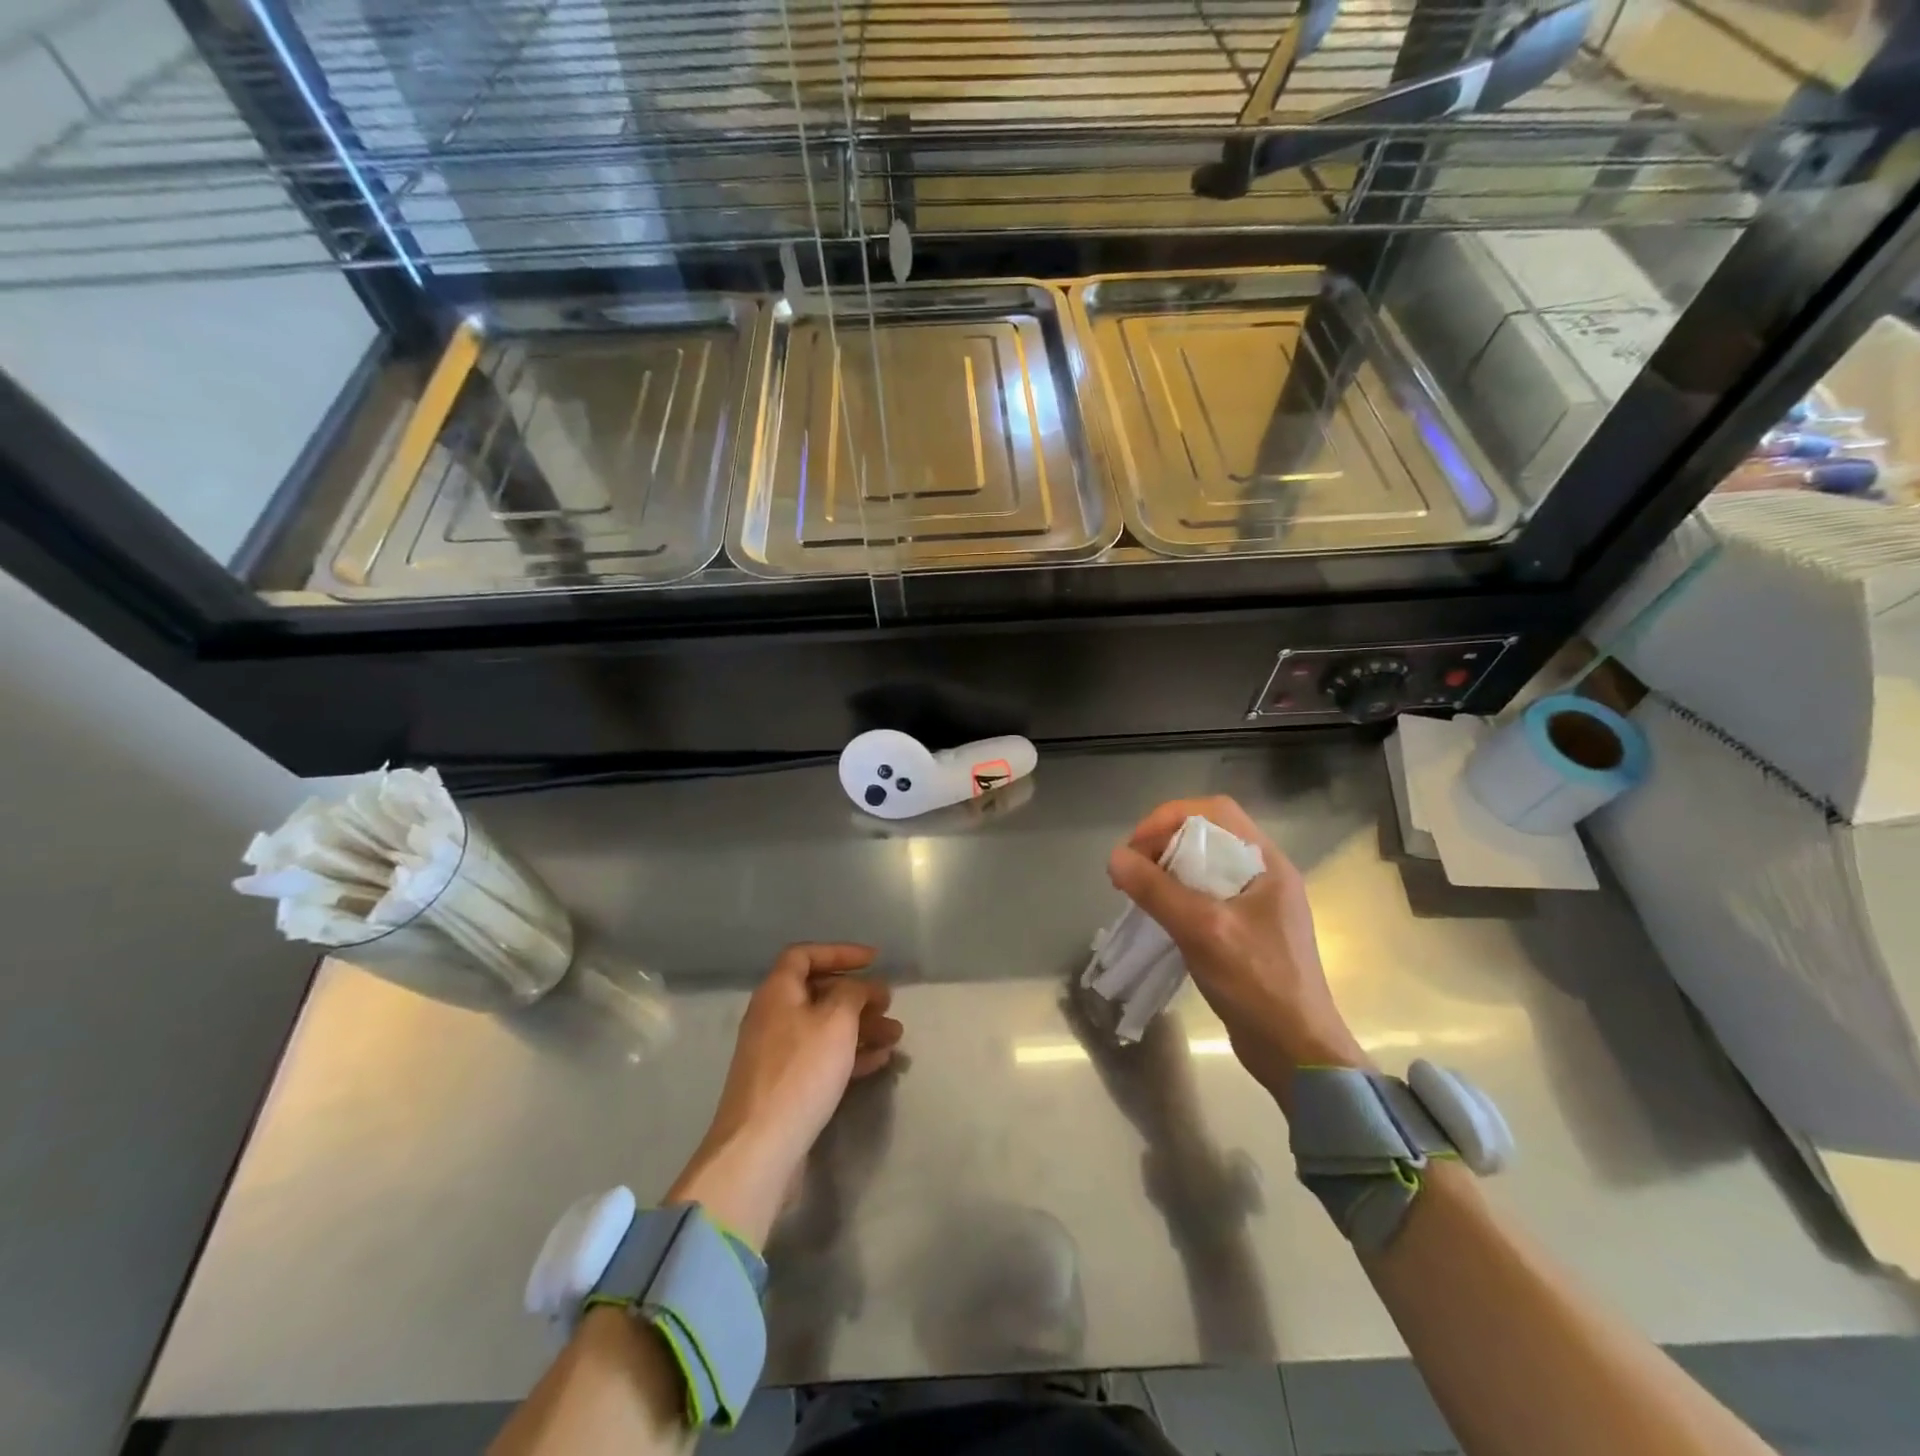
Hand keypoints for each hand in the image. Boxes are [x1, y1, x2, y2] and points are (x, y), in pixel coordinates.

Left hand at [668, 944, 902, 1246]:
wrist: (760, 1147)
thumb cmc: (801, 1071)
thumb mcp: (836, 1021)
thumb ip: (853, 993)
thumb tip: (860, 987)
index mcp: (777, 992)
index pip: (805, 955)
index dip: (840, 952)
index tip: (874, 960)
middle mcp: (773, 1017)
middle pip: (818, 993)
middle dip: (857, 995)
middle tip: (889, 1003)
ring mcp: (777, 1054)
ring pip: (825, 1028)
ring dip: (861, 1027)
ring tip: (896, 1035)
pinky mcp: (786, 1086)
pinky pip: (822, 1058)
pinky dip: (850, 1054)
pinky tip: (880, 1060)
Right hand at [1107, 797, 1369, 1104]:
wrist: (1297, 1052)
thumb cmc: (1257, 984)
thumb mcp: (1202, 931)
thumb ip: (1157, 891)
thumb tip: (1115, 857)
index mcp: (1267, 863)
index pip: (1215, 812)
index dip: (1170, 818)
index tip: (1137, 846)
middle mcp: (1264, 875)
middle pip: (1208, 835)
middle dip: (1164, 843)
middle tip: (1133, 870)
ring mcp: (1257, 904)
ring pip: (1204, 865)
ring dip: (1168, 869)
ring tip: (1139, 890)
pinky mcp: (1246, 930)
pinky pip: (1206, 894)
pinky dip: (1177, 894)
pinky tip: (1159, 914)